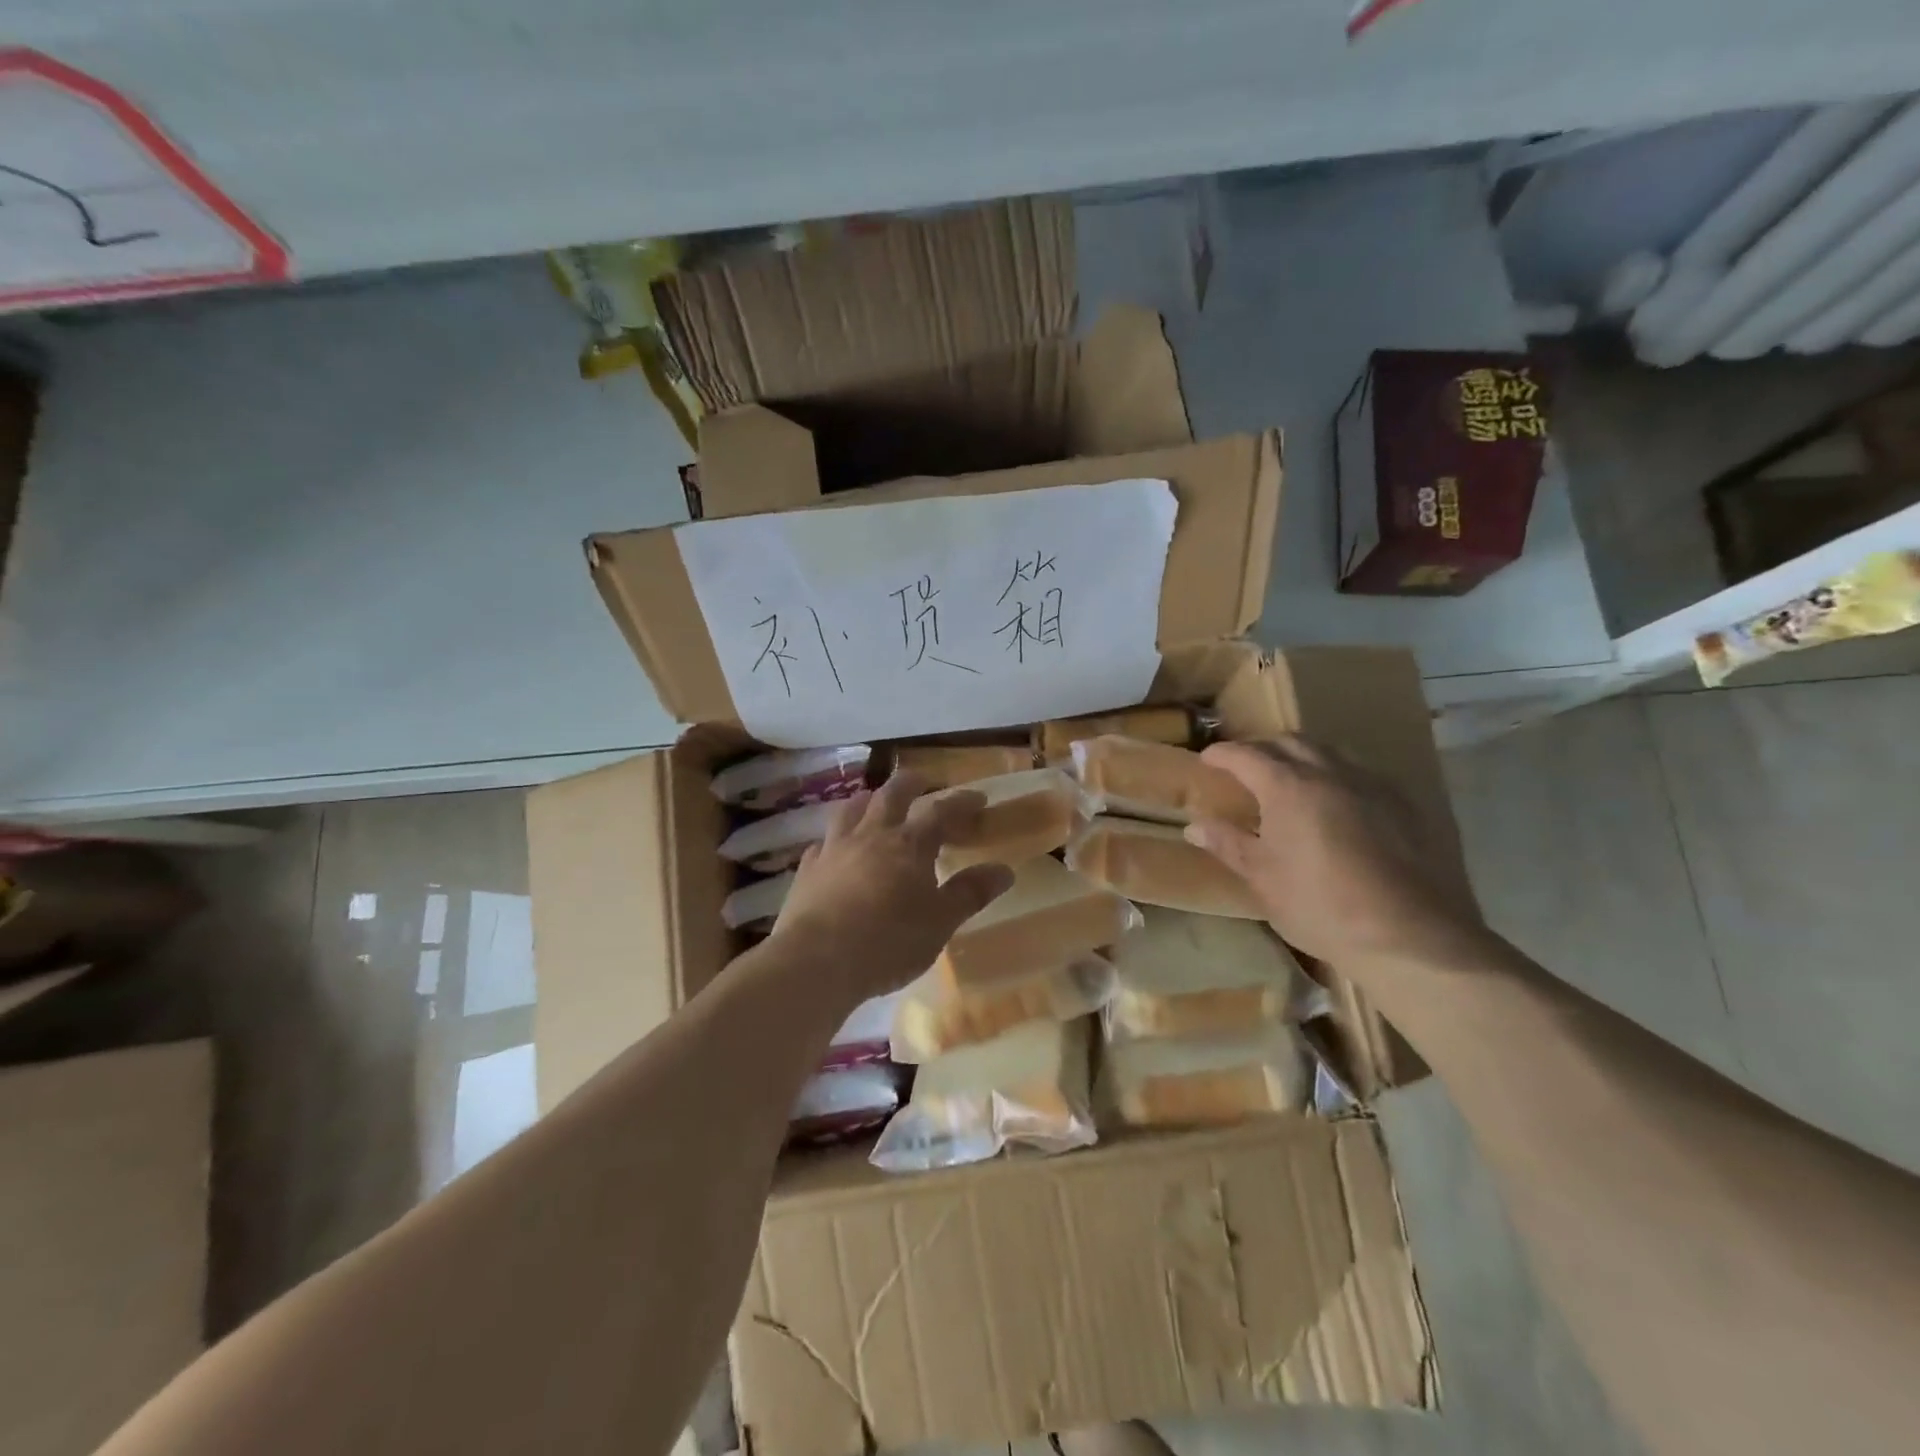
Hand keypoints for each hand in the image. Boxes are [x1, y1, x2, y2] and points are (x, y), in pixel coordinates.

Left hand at [770, 772, 1014, 1004]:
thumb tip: (1004, 870)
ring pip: (851, 809)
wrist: (817, 960)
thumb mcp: (940, 922)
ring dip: (868, 800)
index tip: (978, 799)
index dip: (961, 802)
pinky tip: (834, 848)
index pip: (941, 811)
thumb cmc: (889, 942)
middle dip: (910, 783)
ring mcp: (835, 849)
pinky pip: (822, 843)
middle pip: (891, 794)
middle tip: (923, 781)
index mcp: (909, 845)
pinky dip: (834, 839)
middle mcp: (871, 835)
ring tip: (875, 801)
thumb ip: (970, 893)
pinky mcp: (807, 869)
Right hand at [1184, 736, 1486, 970]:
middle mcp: (1331, 772)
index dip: (1222, 754)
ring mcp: (1373, 785)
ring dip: (1302, 757)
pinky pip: (1362, 775)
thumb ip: (1228, 844)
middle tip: (1245, 767)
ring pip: (1330, 753)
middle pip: (1290, 742)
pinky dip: (1336, 777)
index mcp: (1289, 786)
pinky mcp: (1406, 805)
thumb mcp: (1263, 878)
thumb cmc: (1320, 906)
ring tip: (1289, 780)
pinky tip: (1336, 805)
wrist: (1411, 937)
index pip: (1247, 755)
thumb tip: (1195, 826)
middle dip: (1262, 748)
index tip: (1207, 759)